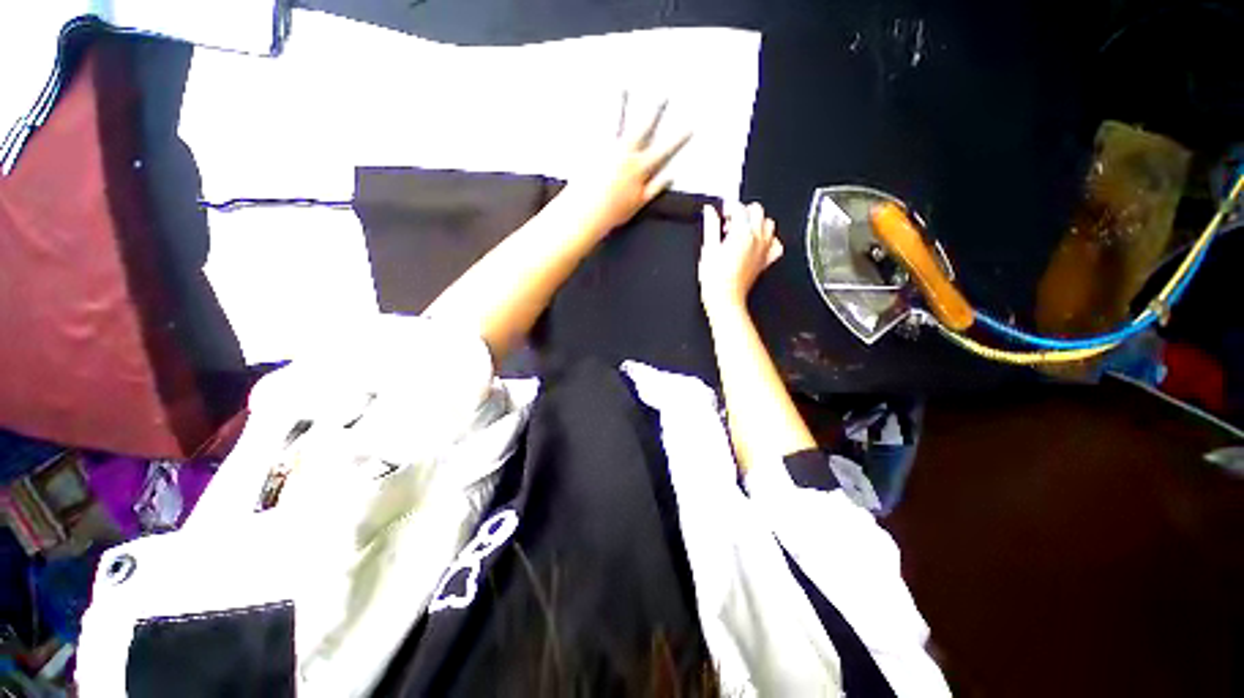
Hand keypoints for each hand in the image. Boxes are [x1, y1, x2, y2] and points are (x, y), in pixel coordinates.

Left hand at [564, 98, 691, 234]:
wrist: (587, 211)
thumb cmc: (614, 211)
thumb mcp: (640, 202)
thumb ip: (656, 187)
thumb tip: (671, 175)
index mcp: (640, 168)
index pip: (664, 150)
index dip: (678, 139)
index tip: (690, 126)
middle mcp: (625, 154)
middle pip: (644, 128)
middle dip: (656, 111)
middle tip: (664, 95)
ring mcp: (607, 149)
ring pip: (617, 122)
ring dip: (622, 103)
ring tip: (623, 87)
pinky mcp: (591, 149)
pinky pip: (593, 129)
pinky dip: (593, 116)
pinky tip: (592, 103)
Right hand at [699, 202, 783, 312]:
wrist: (725, 299)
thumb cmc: (715, 279)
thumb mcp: (708, 249)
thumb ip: (710, 226)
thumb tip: (709, 211)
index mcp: (742, 233)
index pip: (739, 208)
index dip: (729, 206)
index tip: (721, 210)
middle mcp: (757, 239)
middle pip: (757, 211)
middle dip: (743, 211)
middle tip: (729, 220)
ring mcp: (764, 249)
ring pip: (768, 224)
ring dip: (756, 222)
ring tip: (741, 230)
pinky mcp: (766, 261)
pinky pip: (775, 244)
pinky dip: (768, 239)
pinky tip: (757, 242)